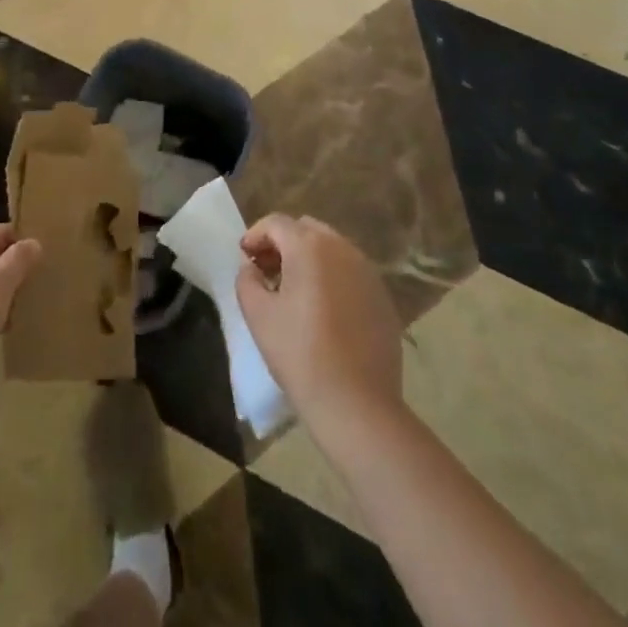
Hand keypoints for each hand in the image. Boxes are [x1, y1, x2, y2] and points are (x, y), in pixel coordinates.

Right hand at [237, 215, 402, 436]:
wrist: (357, 405)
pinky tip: (324, 311)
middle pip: (306, 230)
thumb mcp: (258, 315)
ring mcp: (368, 272)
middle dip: (283, 243)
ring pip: (331, 249)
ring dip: (309, 259)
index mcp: (309, 246)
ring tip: (294, 291)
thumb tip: (252, 267)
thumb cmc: (300, 354)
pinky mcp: (383, 297)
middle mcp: (342, 248)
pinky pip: (351, 273)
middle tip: (267, 271)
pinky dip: (332, 278)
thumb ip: (247, 280)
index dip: (255, 235)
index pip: (276, 223)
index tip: (244, 257)